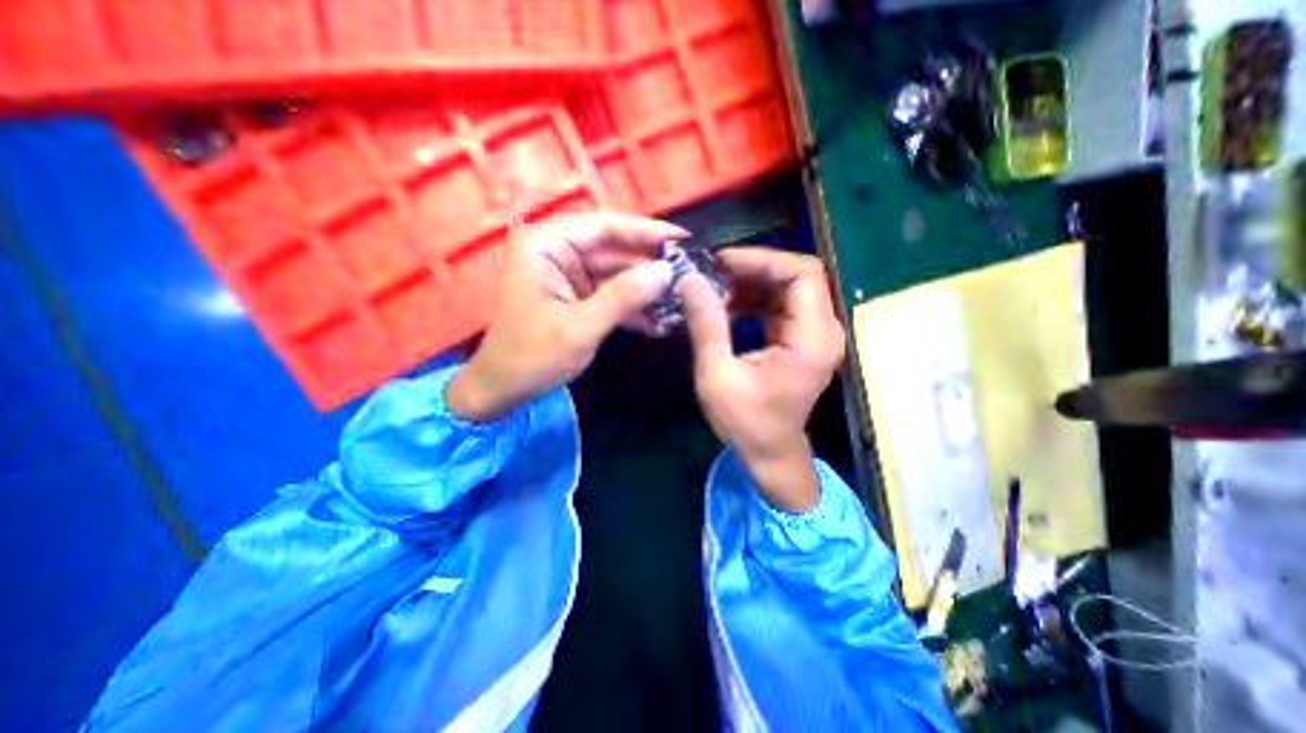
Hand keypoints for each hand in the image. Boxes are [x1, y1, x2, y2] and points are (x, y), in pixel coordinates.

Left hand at [450, 211, 687, 420]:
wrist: (505, 389)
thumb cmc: (532, 356)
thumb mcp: (581, 327)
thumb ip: (624, 296)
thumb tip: (667, 271)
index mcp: (546, 244)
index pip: (604, 227)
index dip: (646, 231)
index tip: (683, 238)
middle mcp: (556, 252)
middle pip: (614, 250)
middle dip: (649, 266)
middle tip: (689, 275)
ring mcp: (568, 275)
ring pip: (616, 274)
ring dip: (645, 290)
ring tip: (680, 301)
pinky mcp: (576, 297)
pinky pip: (611, 294)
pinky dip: (632, 307)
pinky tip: (659, 321)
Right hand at [679, 247, 853, 509]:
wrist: (770, 453)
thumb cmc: (746, 422)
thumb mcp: (718, 375)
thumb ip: (706, 325)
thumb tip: (690, 280)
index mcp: (812, 338)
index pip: (802, 273)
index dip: (762, 259)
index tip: (722, 263)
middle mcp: (823, 330)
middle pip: (798, 276)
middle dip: (754, 269)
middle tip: (713, 274)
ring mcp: (815, 334)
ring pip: (788, 288)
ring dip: (751, 283)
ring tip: (714, 290)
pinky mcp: (802, 340)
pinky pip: (781, 305)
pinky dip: (754, 299)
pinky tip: (726, 306)